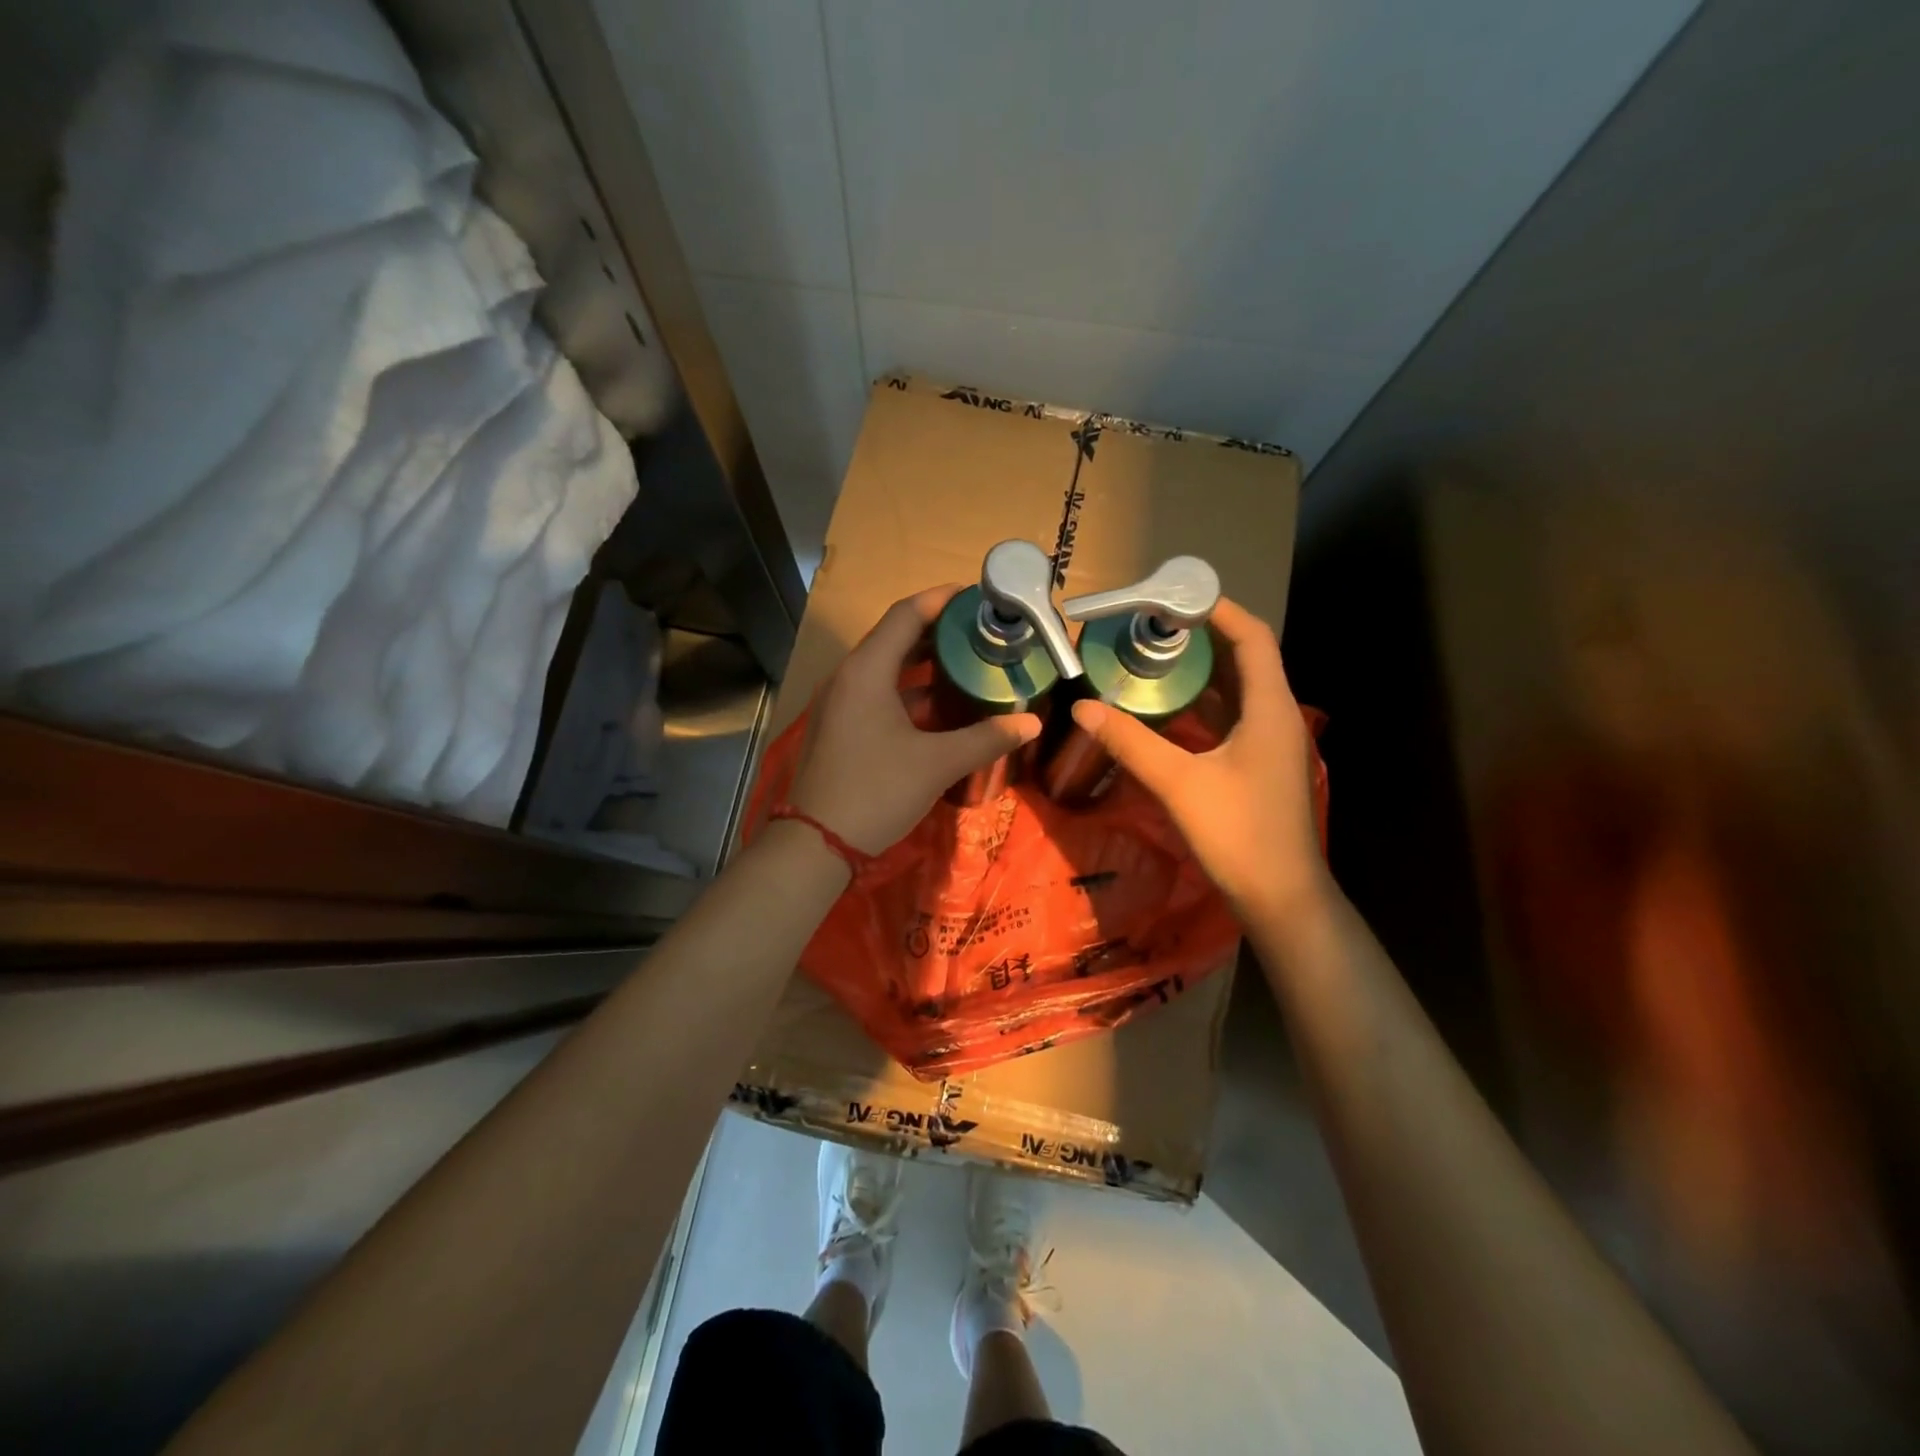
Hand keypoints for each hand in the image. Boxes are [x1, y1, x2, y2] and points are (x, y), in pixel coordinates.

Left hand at [787, 585, 1042, 854]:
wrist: (816, 843)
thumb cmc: (876, 792)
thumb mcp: (937, 764)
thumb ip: (986, 739)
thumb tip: (1032, 723)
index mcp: (867, 670)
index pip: (907, 614)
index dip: (942, 599)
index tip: (978, 596)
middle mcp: (849, 676)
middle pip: (896, 637)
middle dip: (939, 631)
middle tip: (982, 630)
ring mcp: (840, 702)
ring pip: (887, 668)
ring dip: (925, 663)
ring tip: (969, 662)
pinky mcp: (840, 726)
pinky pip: (878, 692)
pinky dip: (910, 691)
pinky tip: (941, 705)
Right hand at [1070, 598, 1327, 922]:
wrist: (1281, 897)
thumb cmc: (1239, 834)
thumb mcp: (1179, 784)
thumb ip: (1130, 742)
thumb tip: (1083, 708)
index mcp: (1269, 708)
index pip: (1252, 638)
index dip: (1219, 610)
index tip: (1176, 597)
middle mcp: (1275, 716)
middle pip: (1245, 658)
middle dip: (1203, 637)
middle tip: (1153, 626)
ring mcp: (1269, 742)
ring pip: (1237, 690)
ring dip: (1201, 671)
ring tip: (1154, 657)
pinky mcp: (1259, 764)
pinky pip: (1231, 717)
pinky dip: (1202, 704)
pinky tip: (1167, 709)